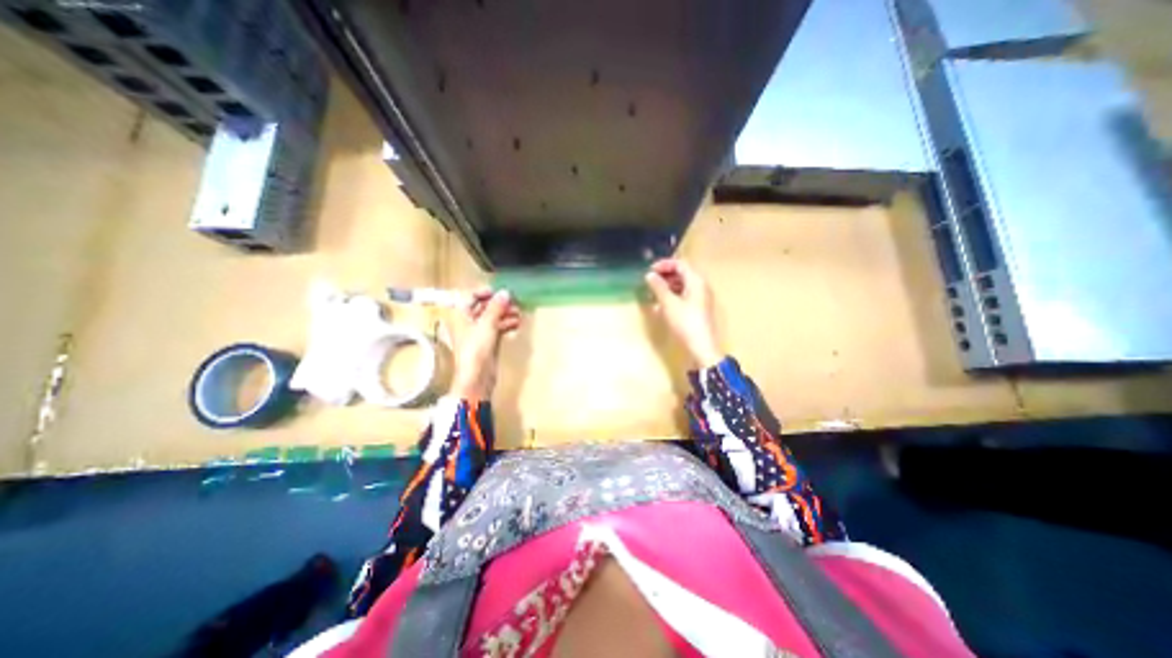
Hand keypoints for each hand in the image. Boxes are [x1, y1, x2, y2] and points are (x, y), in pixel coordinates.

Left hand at [451, 287, 519, 400]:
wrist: (477, 377)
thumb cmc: (476, 349)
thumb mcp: (487, 324)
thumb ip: (496, 307)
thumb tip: (505, 292)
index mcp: (460, 315)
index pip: (470, 297)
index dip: (485, 292)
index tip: (501, 292)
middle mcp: (467, 322)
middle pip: (483, 307)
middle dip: (499, 304)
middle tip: (514, 302)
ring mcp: (478, 333)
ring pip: (492, 318)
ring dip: (505, 314)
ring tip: (519, 313)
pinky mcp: (487, 343)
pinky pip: (497, 329)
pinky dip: (506, 325)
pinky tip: (516, 324)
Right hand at [641, 258, 723, 369]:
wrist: (701, 347)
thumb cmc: (685, 323)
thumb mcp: (669, 304)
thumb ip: (659, 287)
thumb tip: (650, 275)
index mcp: (696, 281)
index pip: (680, 264)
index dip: (664, 264)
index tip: (650, 270)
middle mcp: (701, 286)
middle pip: (682, 274)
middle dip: (665, 275)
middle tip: (650, 281)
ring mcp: (701, 298)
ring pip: (683, 285)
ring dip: (668, 286)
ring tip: (653, 293)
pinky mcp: (698, 309)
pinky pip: (684, 296)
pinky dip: (673, 296)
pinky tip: (661, 305)